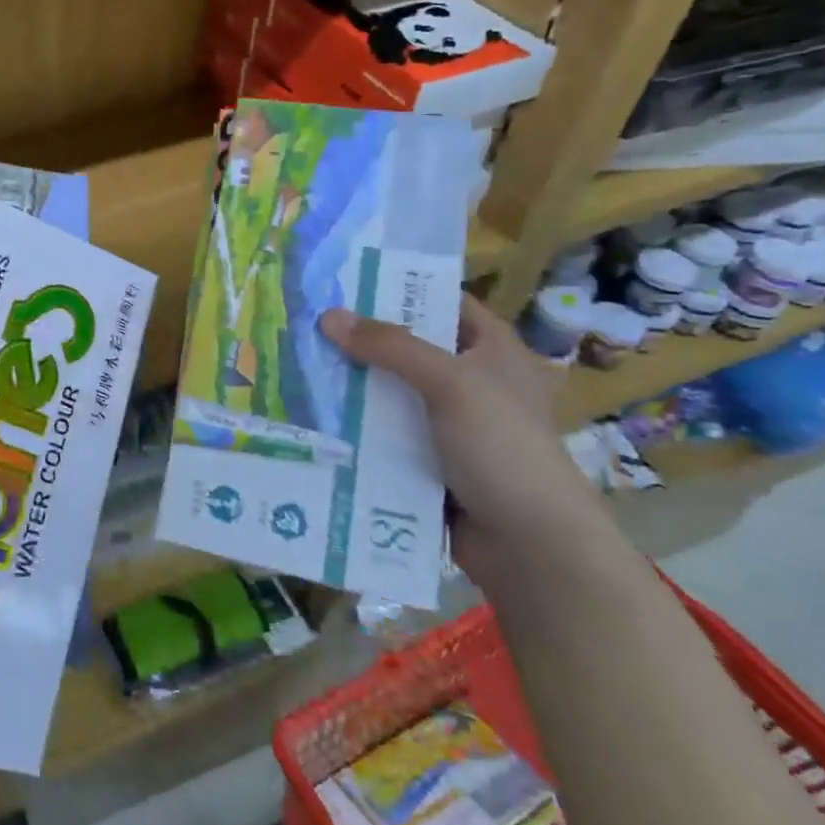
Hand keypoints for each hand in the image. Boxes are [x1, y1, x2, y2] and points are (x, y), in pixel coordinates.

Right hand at [318, 296, 604, 574]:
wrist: (529, 544)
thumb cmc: (502, 447)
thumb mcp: (450, 383)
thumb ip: (390, 346)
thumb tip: (328, 316)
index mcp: (491, 350)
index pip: (442, 301)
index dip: (399, 288)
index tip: (344, 280)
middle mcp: (469, 380)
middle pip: (406, 346)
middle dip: (359, 338)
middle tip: (304, 320)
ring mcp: (446, 423)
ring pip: (388, 392)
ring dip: (350, 384)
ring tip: (294, 362)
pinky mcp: (426, 459)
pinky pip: (382, 432)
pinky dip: (354, 424)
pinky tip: (311, 413)